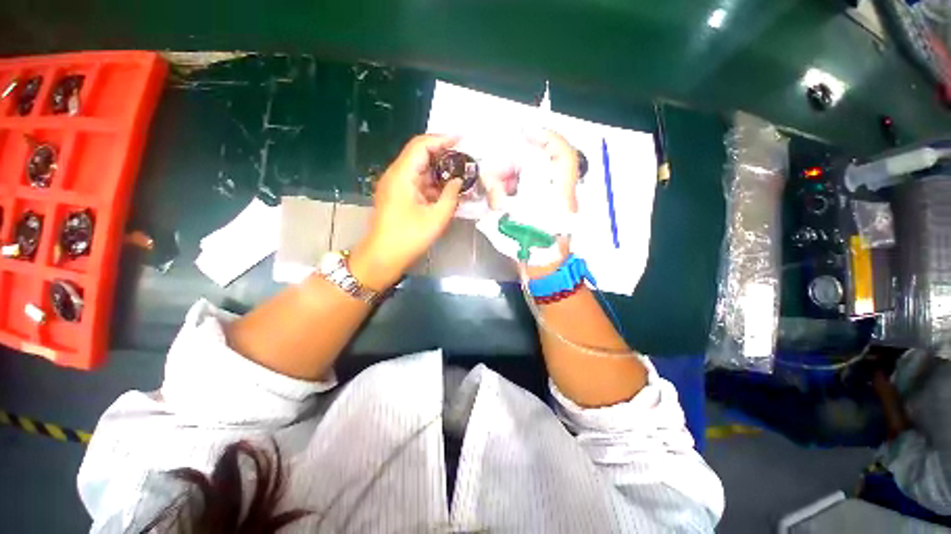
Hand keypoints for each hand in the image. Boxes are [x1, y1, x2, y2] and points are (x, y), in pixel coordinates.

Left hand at [350, 135, 461, 289]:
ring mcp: (395, 186)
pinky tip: (446, 189)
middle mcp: (396, 175)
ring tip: (460, 173)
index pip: (421, 146)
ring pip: (419, 169)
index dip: (442, 139)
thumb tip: (458, 181)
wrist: (383, 257)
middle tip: (465, 159)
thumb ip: (451, 196)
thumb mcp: (436, 217)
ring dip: (439, 170)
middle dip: (443, 154)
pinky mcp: (397, 196)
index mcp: (402, 175)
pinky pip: (417, 182)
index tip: (462, 140)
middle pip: (420, 155)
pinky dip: (432, 183)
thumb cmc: (409, 238)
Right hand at [480, 129, 579, 277]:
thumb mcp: (509, 218)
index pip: (563, 154)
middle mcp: (560, 191)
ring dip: (514, 176)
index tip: (525, 132)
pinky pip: (532, 189)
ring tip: (496, 186)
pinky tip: (502, 195)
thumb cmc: (529, 245)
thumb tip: (487, 175)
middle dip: (518, 162)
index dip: (547, 137)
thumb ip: (497, 193)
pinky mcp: (547, 208)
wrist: (544, 270)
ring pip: (536, 176)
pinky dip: (516, 188)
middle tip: (497, 170)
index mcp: (559, 191)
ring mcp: (554, 200)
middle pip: (543, 163)